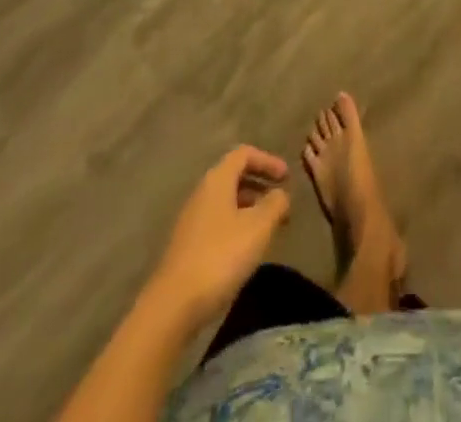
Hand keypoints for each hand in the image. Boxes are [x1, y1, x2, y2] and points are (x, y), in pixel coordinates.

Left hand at [146, 147, 292, 331]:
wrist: (172, 306)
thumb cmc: (220, 257)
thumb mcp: (257, 227)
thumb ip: (275, 204)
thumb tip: (281, 194)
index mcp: (217, 180)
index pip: (244, 154)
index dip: (268, 160)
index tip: (287, 177)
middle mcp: (202, 193)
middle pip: (234, 176)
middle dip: (260, 184)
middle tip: (281, 201)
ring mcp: (192, 220)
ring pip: (227, 201)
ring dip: (250, 207)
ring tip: (269, 227)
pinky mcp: (188, 246)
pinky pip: (218, 222)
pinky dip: (238, 225)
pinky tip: (247, 249)